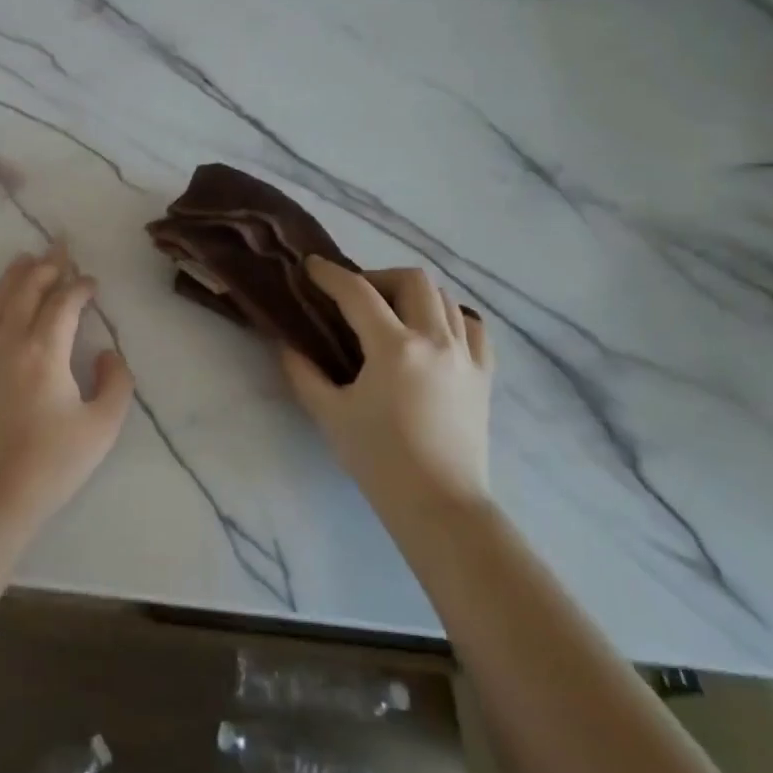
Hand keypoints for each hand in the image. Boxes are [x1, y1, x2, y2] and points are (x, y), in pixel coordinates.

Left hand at [0, 244, 135, 529]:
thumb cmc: (56, 461)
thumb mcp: (104, 424)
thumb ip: (116, 380)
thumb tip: (105, 351)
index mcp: (45, 351)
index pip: (64, 302)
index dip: (80, 286)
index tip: (91, 283)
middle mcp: (8, 342)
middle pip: (26, 289)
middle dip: (47, 265)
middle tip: (60, 248)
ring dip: (13, 277)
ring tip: (25, 259)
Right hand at [280, 258, 493, 515]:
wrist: (439, 504)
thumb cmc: (379, 460)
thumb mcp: (330, 414)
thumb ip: (304, 373)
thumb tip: (288, 344)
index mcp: (395, 348)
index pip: (358, 292)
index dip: (330, 275)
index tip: (311, 267)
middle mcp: (435, 340)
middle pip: (412, 280)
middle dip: (378, 277)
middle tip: (355, 297)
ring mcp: (466, 356)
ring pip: (445, 298)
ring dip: (413, 295)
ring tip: (391, 314)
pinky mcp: (484, 375)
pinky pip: (473, 327)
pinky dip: (451, 318)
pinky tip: (433, 333)